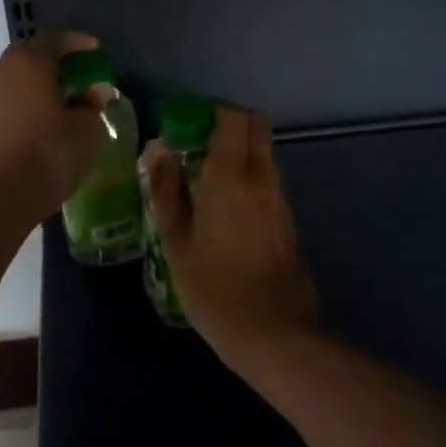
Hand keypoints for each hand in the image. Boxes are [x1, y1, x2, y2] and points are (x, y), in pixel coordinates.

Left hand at [0, 30, 106, 215]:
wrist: (3, 194)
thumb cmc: (51, 151)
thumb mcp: (86, 128)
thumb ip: (91, 104)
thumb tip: (93, 93)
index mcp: (30, 62)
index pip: (56, 38)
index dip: (78, 42)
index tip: (96, 52)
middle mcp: (4, 72)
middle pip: (32, 54)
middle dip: (57, 60)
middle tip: (80, 72)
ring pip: (19, 78)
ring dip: (41, 82)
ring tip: (65, 98)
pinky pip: (12, 100)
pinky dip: (29, 102)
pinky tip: (46, 120)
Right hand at [142, 105, 317, 363]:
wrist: (274, 333)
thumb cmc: (214, 288)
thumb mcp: (176, 241)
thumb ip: (166, 189)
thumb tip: (157, 148)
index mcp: (231, 175)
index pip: (233, 118)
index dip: (211, 112)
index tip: (187, 126)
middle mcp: (261, 177)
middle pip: (256, 127)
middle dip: (229, 125)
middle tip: (197, 146)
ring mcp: (279, 198)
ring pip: (263, 154)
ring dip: (239, 153)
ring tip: (205, 181)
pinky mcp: (288, 219)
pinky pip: (267, 180)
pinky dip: (249, 178)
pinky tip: (225, 210)